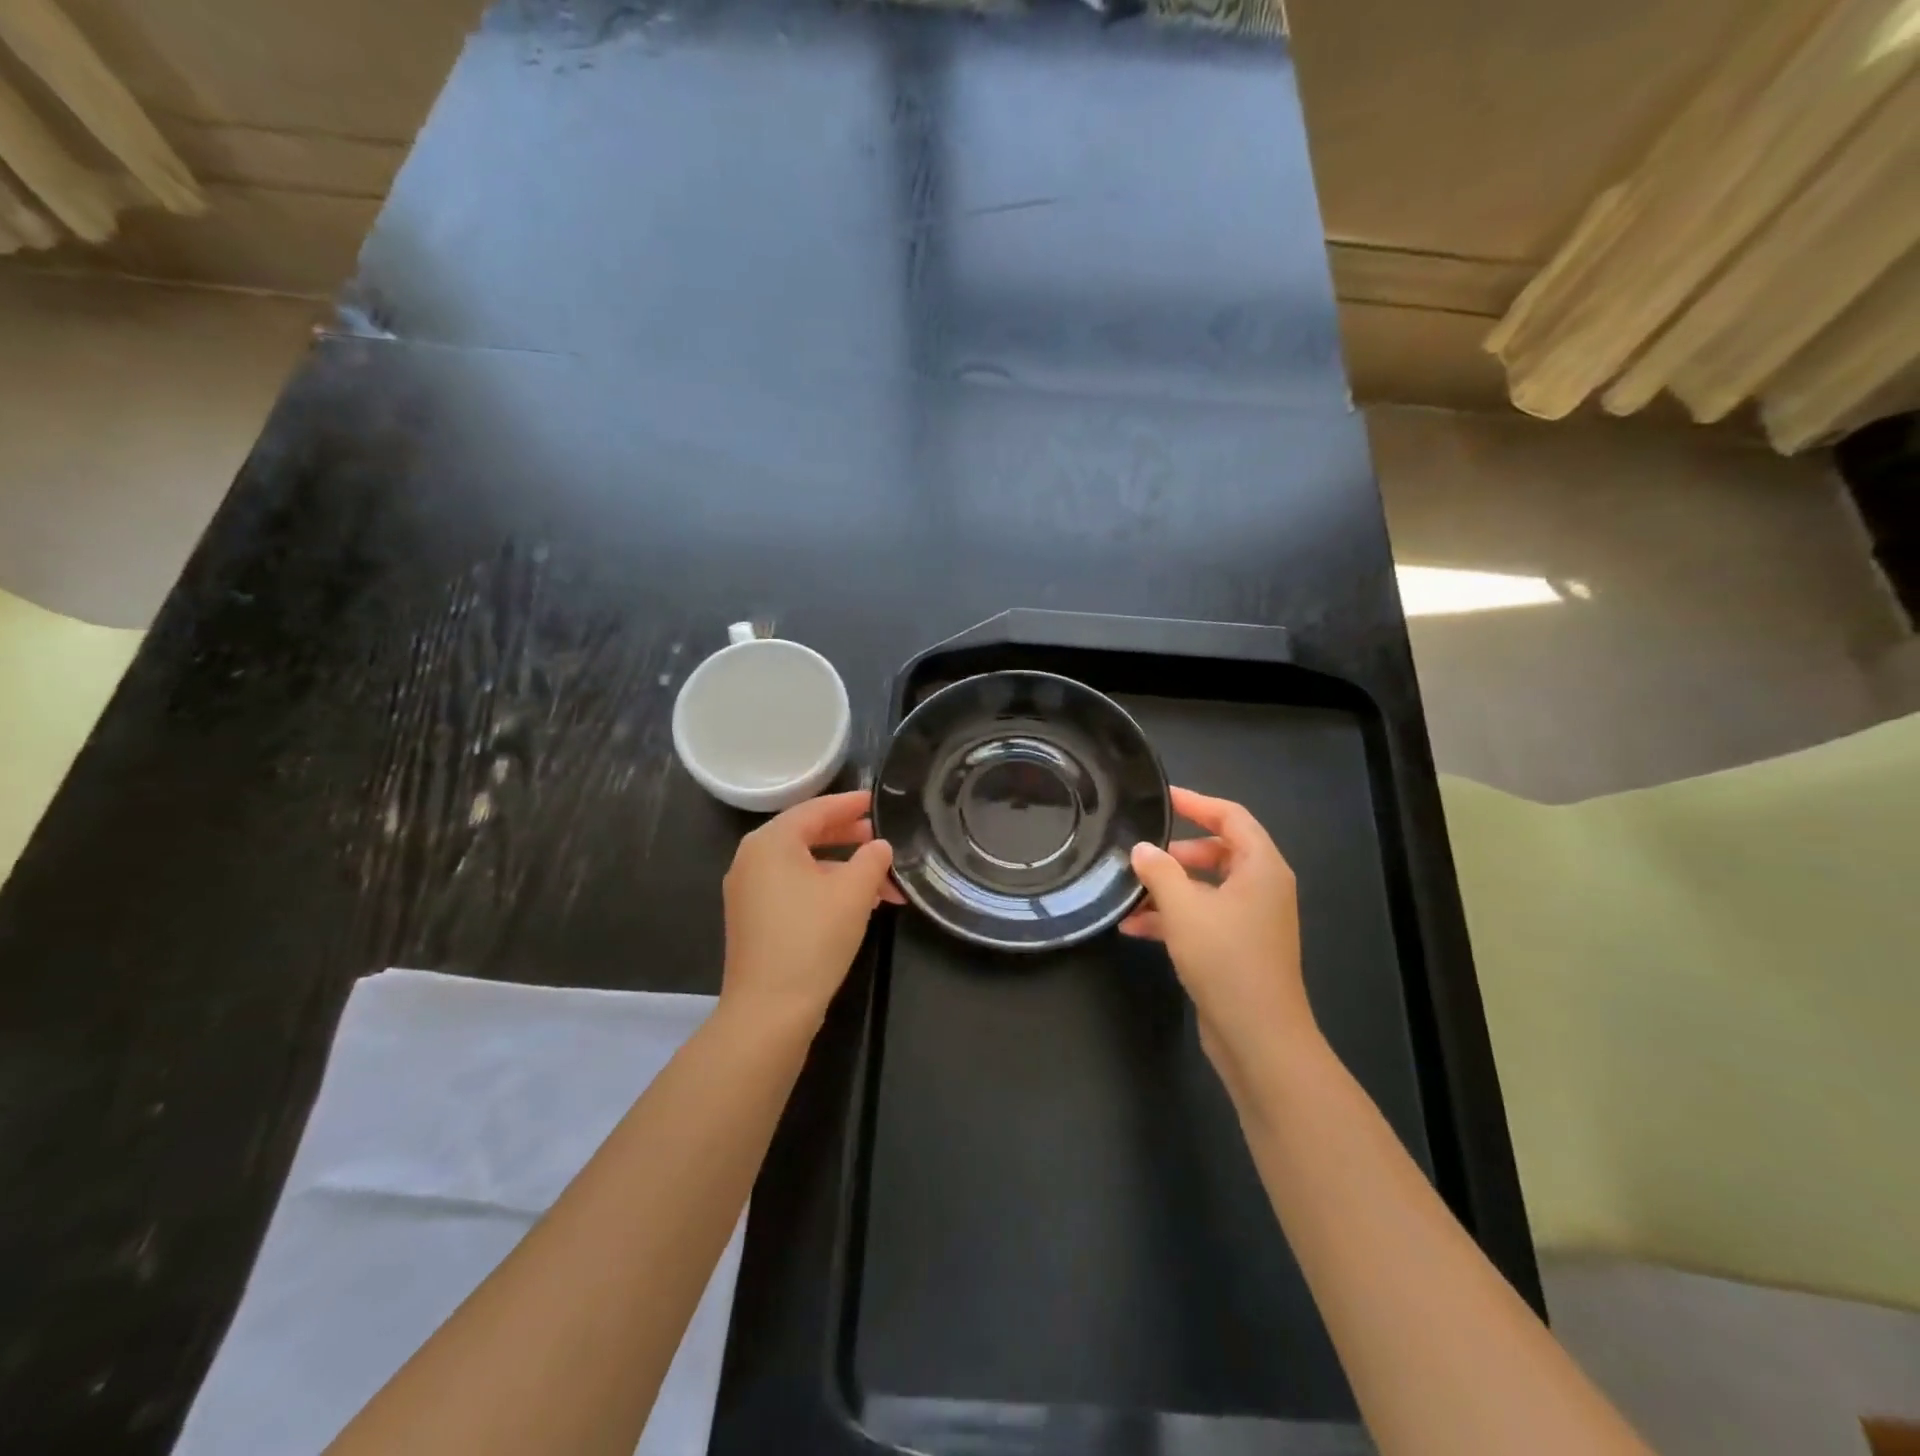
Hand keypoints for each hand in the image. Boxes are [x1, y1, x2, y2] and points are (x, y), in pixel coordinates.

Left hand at [720, 790, 901, 1031]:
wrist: (769, 1010)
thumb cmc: (812, 938)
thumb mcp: (853, 892)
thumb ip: (872, 859)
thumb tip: (879, 846)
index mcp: (770, 843)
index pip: (815, 810)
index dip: (849, 804)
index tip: (875, 801)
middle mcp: (752, 860)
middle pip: (806, 835)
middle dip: (848, 837)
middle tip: (880, 838)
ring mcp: (748, 892)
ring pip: (803, 866)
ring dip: (843, 869)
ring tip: (882, 882)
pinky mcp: (753, 919)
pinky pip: (793, 888)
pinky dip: (825, 888)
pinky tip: (856, 904)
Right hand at [1120, 787, 1319, 1098]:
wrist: (1258, 1036)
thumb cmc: (1226, 959)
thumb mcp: (1184, 908)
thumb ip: (1159, 871)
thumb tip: (1143, 849)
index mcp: (1262, 868)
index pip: (1231, 816)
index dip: (1196, 802)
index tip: (1162, 797)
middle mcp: (1262, 888)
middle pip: (1219, 851)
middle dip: (1178, 852)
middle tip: (1143, 852)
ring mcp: (1252, 920)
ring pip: (1207, 887)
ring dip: (1169, 887)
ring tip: (1130, 891)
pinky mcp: (1239, 947)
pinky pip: (1204, 917)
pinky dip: (1174, 916)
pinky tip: (1134, 926)